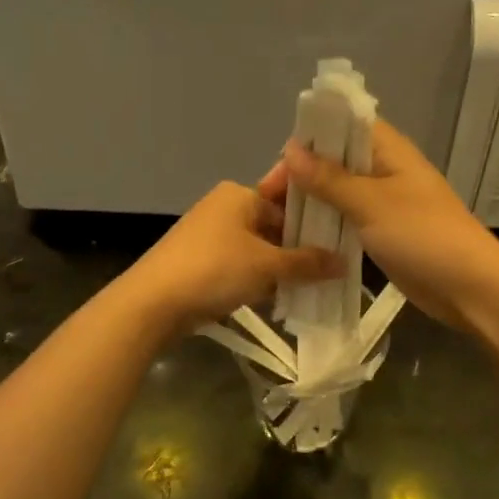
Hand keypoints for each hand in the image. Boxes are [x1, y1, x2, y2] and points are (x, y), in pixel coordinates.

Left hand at [119, 172, 341, 337]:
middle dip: (300, 247)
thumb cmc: (215, 270)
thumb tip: (344, 263)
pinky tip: (283, 297)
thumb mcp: (267, 266)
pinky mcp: (202, 261)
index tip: (341, 236)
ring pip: (259, 248)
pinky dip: (260, 278)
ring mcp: (211, 235)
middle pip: (274, 224)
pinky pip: (242, 265)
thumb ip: (308, 263)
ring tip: (315, 284)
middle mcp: (225, 207)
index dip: (315, 217)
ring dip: (282, 266)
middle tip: (334, 266)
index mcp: (240, 194)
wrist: (153, 303)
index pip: (287, 199)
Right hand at [281, 121, 498, 332]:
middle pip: (336, 161)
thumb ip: (329, 178)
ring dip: (312, 203)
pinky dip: (326, 226)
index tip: (280, 166)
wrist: (470, 288)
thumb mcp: (370, 203)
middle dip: (303, 175)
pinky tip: (299, 239)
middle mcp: (386, 170)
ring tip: (278, 221)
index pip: (343, 127)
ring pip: (339, 193)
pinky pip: (347, 221)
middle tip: (271, 201)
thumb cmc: (422, 235)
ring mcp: (385, 203)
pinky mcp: (384, 233)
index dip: (310, 138)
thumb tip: (291, 149)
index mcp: (389, 150)